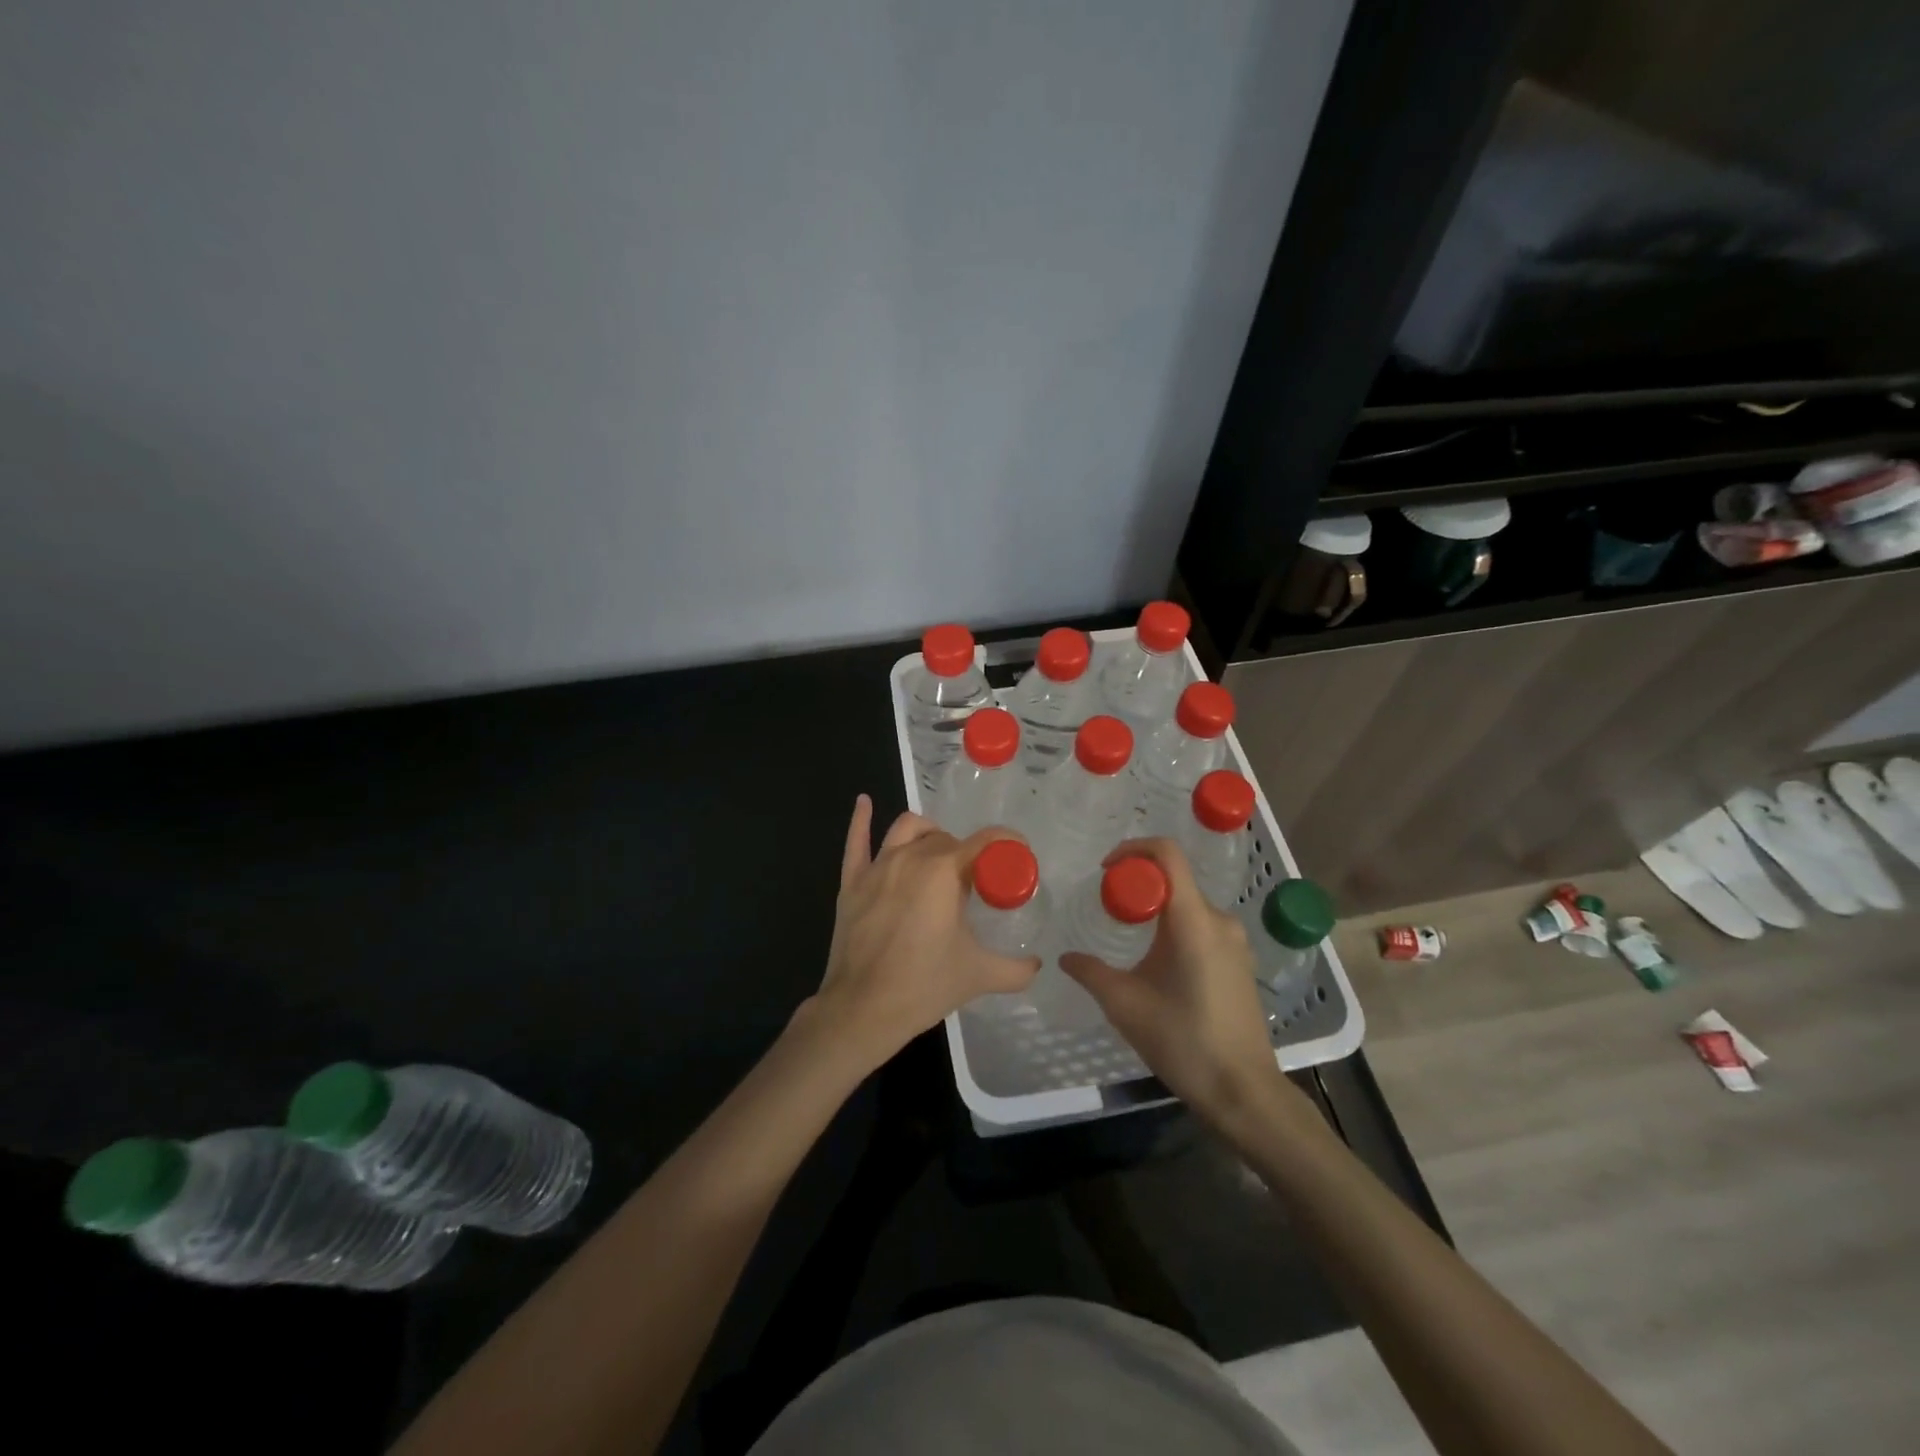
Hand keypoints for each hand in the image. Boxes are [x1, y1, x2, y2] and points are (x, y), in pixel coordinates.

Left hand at [806, 795, 1040, 1071]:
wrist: (863, 1009)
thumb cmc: (924, 985)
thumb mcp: (980, 975)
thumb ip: (1017, 969)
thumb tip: (1037, 966)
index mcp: (944, 871)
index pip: (985, 842)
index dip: (1007, 843)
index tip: (1019, 854)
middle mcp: (911, 857)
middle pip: (947, 838)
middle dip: (966, 854)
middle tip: (976, 884)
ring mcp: (877, 867)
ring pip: (907, 829)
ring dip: (929, 834)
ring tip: (939, 854)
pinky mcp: (851, 882)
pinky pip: (856, 841)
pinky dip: (861, 819)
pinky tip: (864, 802)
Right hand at [1060, 838, 1280, 1120]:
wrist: (1244, 1092)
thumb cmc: (1183, 1042)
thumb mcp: (1125, 1005)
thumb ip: (1091, 973)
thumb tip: (1065, 957)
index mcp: (1194, 921)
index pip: (1167, 855)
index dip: (1133, 849)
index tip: (1105, 870)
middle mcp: (1219, 920)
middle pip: (1175, 879)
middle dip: (1138, 886)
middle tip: (1108, 909)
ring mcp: (1235, 942)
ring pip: (1187, 905)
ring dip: (1156, 910)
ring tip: (1128, 938)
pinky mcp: (1240, 962)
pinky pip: (1202, 927)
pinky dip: (1174, 929)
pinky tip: (1157, 964)